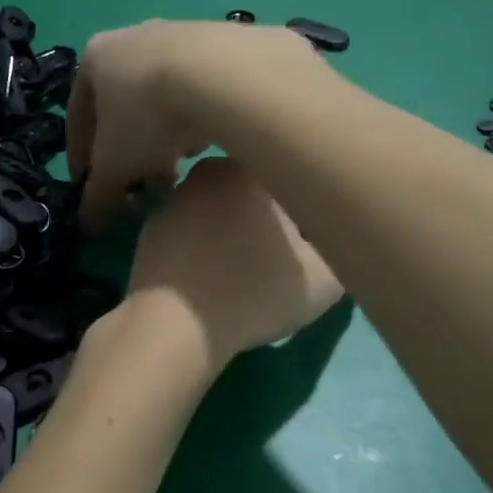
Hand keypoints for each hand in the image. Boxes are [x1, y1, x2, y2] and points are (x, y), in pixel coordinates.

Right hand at [66, 20, 318, 228]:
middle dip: (129, 148)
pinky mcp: (221, 40)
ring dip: (164, 134)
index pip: (78, 115)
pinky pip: (199, 88)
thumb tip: (89, 222)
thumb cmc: (149, 118)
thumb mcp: (115, 166)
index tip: (87, 186)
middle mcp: (133, 37)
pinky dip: (195, 117)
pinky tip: (208, 140)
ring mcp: (179, 33)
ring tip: (178, 167)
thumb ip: (98, 196)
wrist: (223, 76)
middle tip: (139, 182)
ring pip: (162, 97)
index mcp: (96, 58)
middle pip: (123, 105)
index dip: (80, 156)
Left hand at [125, 156, 343, 371]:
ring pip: (220, 207)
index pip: (294, 178)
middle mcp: (211, 169)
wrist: (174, 324)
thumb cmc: (256, 292)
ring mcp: (175, 196)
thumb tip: (334, 240)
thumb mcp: (324, 280)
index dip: (309, 212)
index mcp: (254, 167)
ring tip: (243, 269)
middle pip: (256, 189)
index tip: (311, 242)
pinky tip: (210, 274)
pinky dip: (202, 245)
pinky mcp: (151, 226)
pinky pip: (191, 230)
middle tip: (281, 257)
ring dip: (234, 229)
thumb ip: (340, 249)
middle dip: (270, 216)